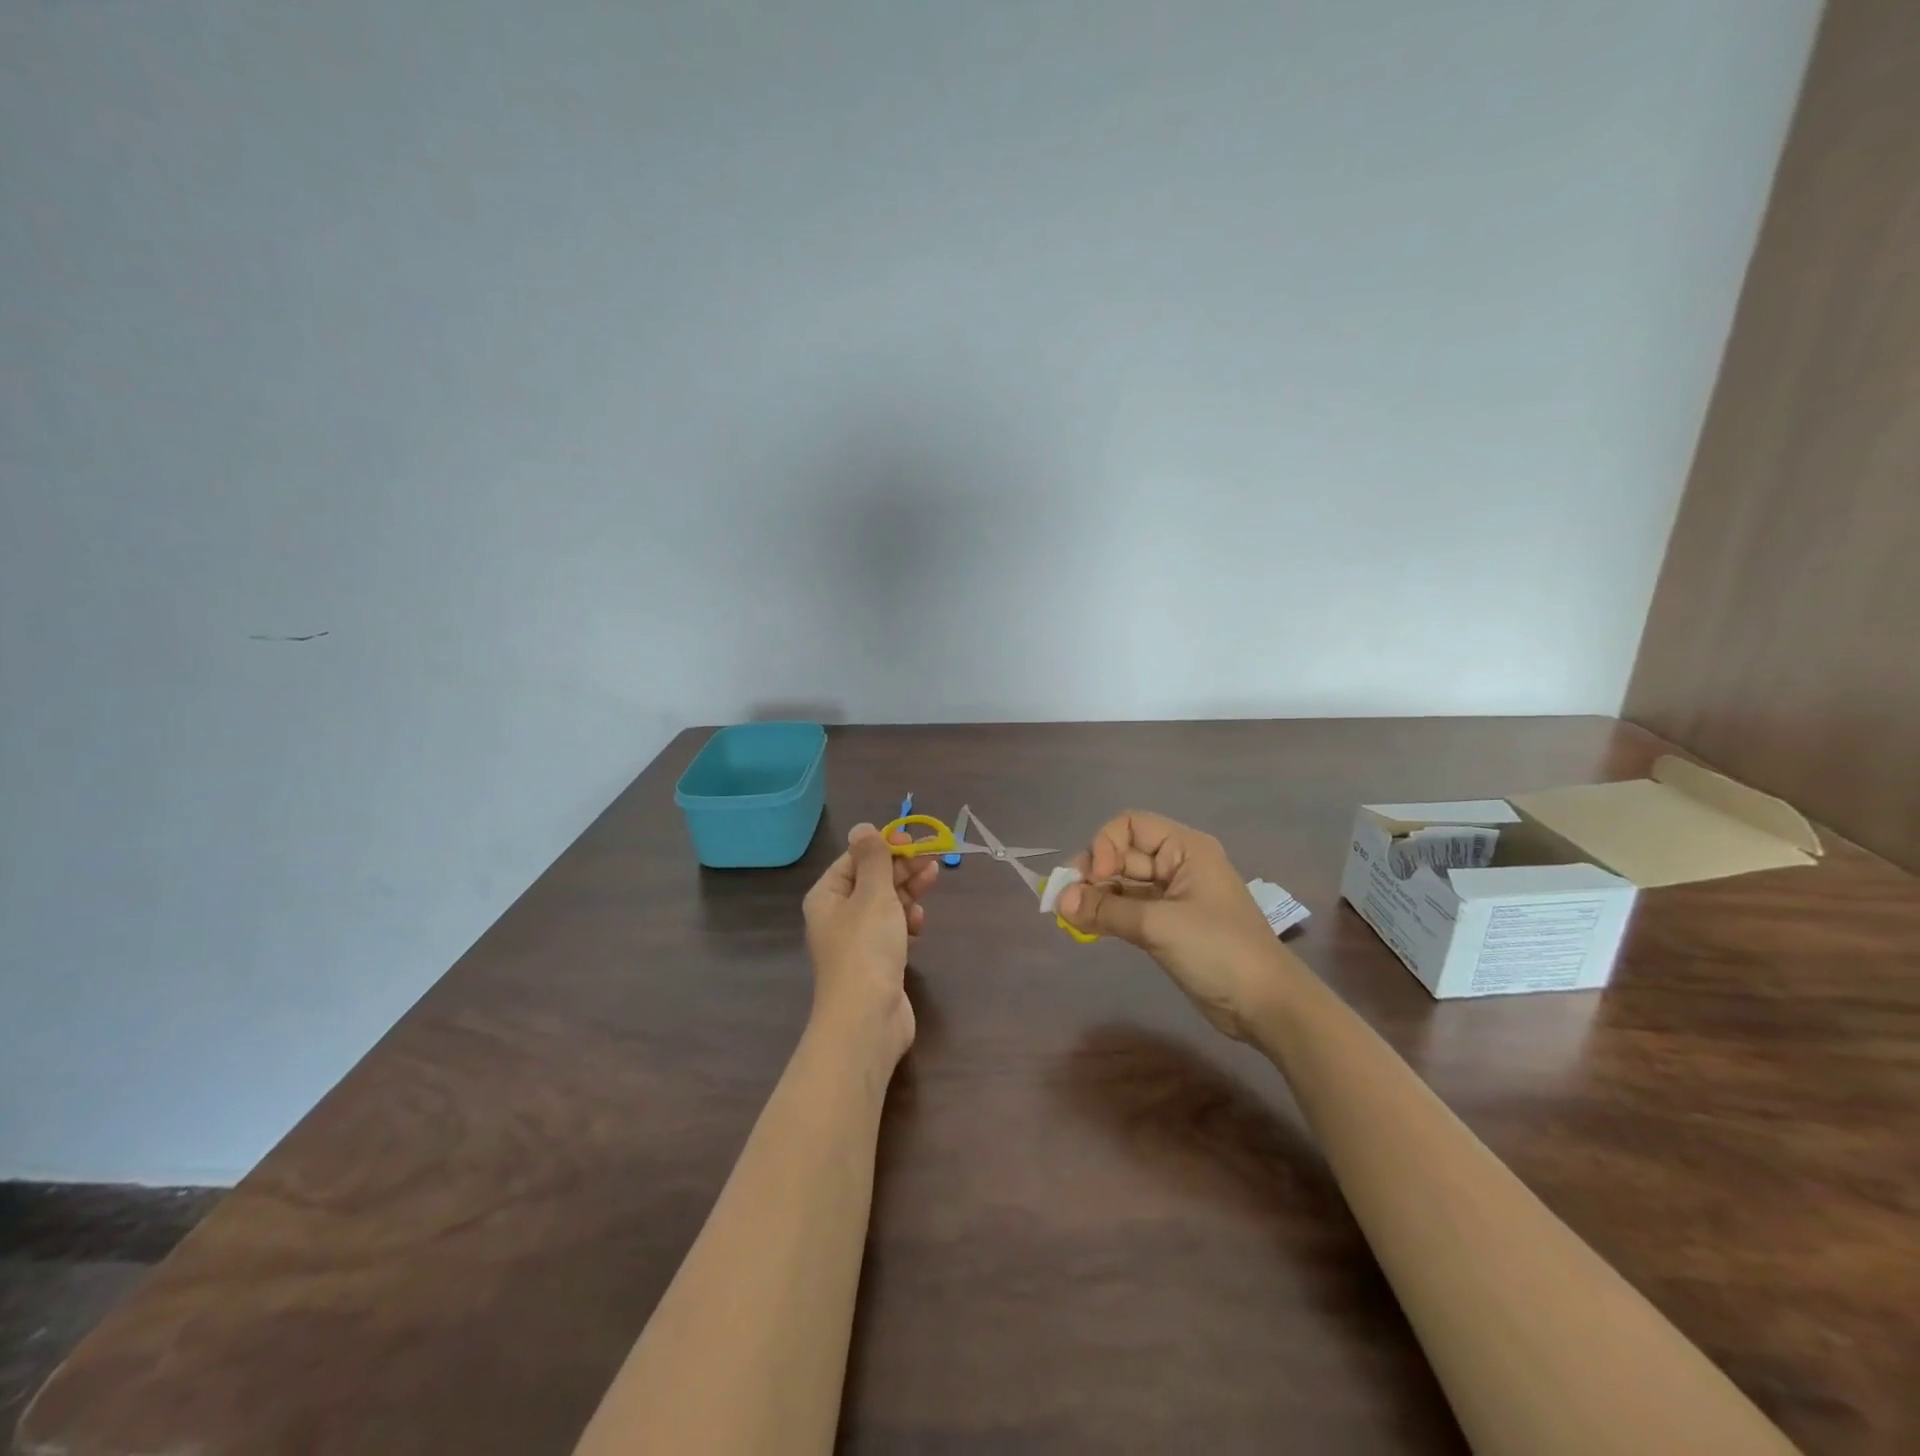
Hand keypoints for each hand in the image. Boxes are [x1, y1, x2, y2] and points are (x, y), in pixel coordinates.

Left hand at [802, 823, 938, 1065]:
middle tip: (932, 861)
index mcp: (827, 896)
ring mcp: (857, 942)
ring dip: (908, 893)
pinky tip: (919, 925)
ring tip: (932, 881)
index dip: (883, 848)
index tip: (913, 842)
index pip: (854, 859)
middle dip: (901, 869)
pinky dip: (906, 924)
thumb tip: (862, 827)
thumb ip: (873, 859)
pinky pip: (892, 931)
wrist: (867, 1019)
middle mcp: (837, 916)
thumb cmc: (867, 948)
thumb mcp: (872, 894)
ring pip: (885, 905)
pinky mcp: (876, 963)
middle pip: (872, 881)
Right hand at [1056, 811, 1288, 1041]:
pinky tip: (1087, 927)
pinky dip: (1108, 915)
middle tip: (1066, 901)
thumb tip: (1058, 901)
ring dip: (1096, 896)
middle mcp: (1178, 865)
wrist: (1266, 1006)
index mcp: (1185, 849)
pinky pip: (1130, 909)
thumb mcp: (1159, 925)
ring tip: (1070, 917)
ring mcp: (1173, 896)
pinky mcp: (1169, 925)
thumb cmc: (1218, 950)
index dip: (1106, 845)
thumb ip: (1106, 911)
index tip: (1097, 878)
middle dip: (1093, 873)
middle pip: (1123, 854)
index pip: (1131, 825)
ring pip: (1123, 884)